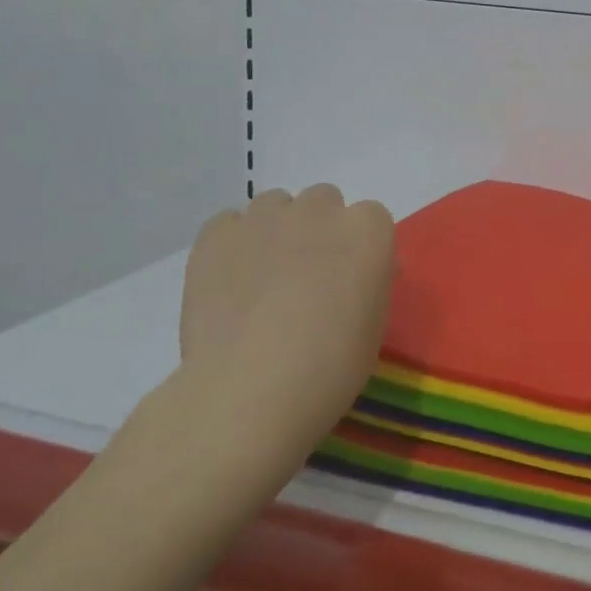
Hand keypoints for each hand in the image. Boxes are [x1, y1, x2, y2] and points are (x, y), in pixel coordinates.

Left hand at [179, 184, 394, 458]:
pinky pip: (230, 223)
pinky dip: (234, 243)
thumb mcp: (373, 325)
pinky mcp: (217, 234)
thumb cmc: (329, 367)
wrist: (250, 390)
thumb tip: (354, 274)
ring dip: (278, 230)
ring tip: (264, 277)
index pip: (371, 218)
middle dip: (319, 230)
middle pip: (324, 201)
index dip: (360, 248)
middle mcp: (320, 210)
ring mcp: (265, 218)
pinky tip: (230, 281)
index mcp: (368, 230)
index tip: (350, 279)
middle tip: (308, 276)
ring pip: (276, 205)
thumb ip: (368, 283)